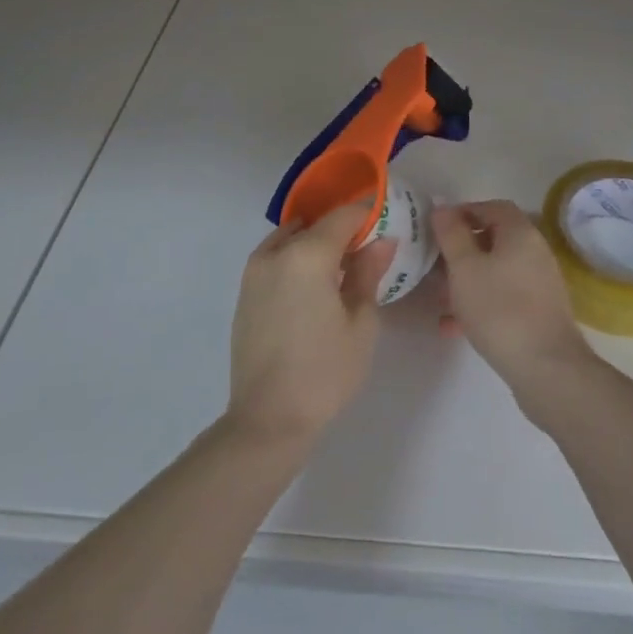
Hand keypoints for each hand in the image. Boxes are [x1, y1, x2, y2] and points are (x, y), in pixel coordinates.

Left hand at [227, 203, 397, 446]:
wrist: (268, 420)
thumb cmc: (325, 372)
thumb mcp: (361, 322)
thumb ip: (369, 272)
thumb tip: (381, 240)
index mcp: (307, 254)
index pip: (343, 215)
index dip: (368, 214)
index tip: (387, 224)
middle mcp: (276, 252)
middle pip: (317, 225)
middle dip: (344, 231)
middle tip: (369, 251)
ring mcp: (255, 271)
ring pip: (294, 239)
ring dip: (318, 243)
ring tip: (342, 270)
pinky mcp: (245, 292)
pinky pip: (277, 258)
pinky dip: (297, 258)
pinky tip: (315, 286)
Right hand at [432, 200, 592, 397]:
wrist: (547, 369)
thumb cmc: (500, 309)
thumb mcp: (464, 268)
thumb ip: (451, 234)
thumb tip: (442, 207)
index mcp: (520, 232)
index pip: (491, 206)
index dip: (463, 212)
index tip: (436, 228)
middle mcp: (534, 252)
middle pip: (493, 239)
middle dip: (461, 250)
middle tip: (433, 265)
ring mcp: (539, 284)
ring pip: (495, 271)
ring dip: (466, 280)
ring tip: (439, 298)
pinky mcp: (538, 313)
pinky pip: (503, 297)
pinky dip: (480, 303)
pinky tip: (453, 327)